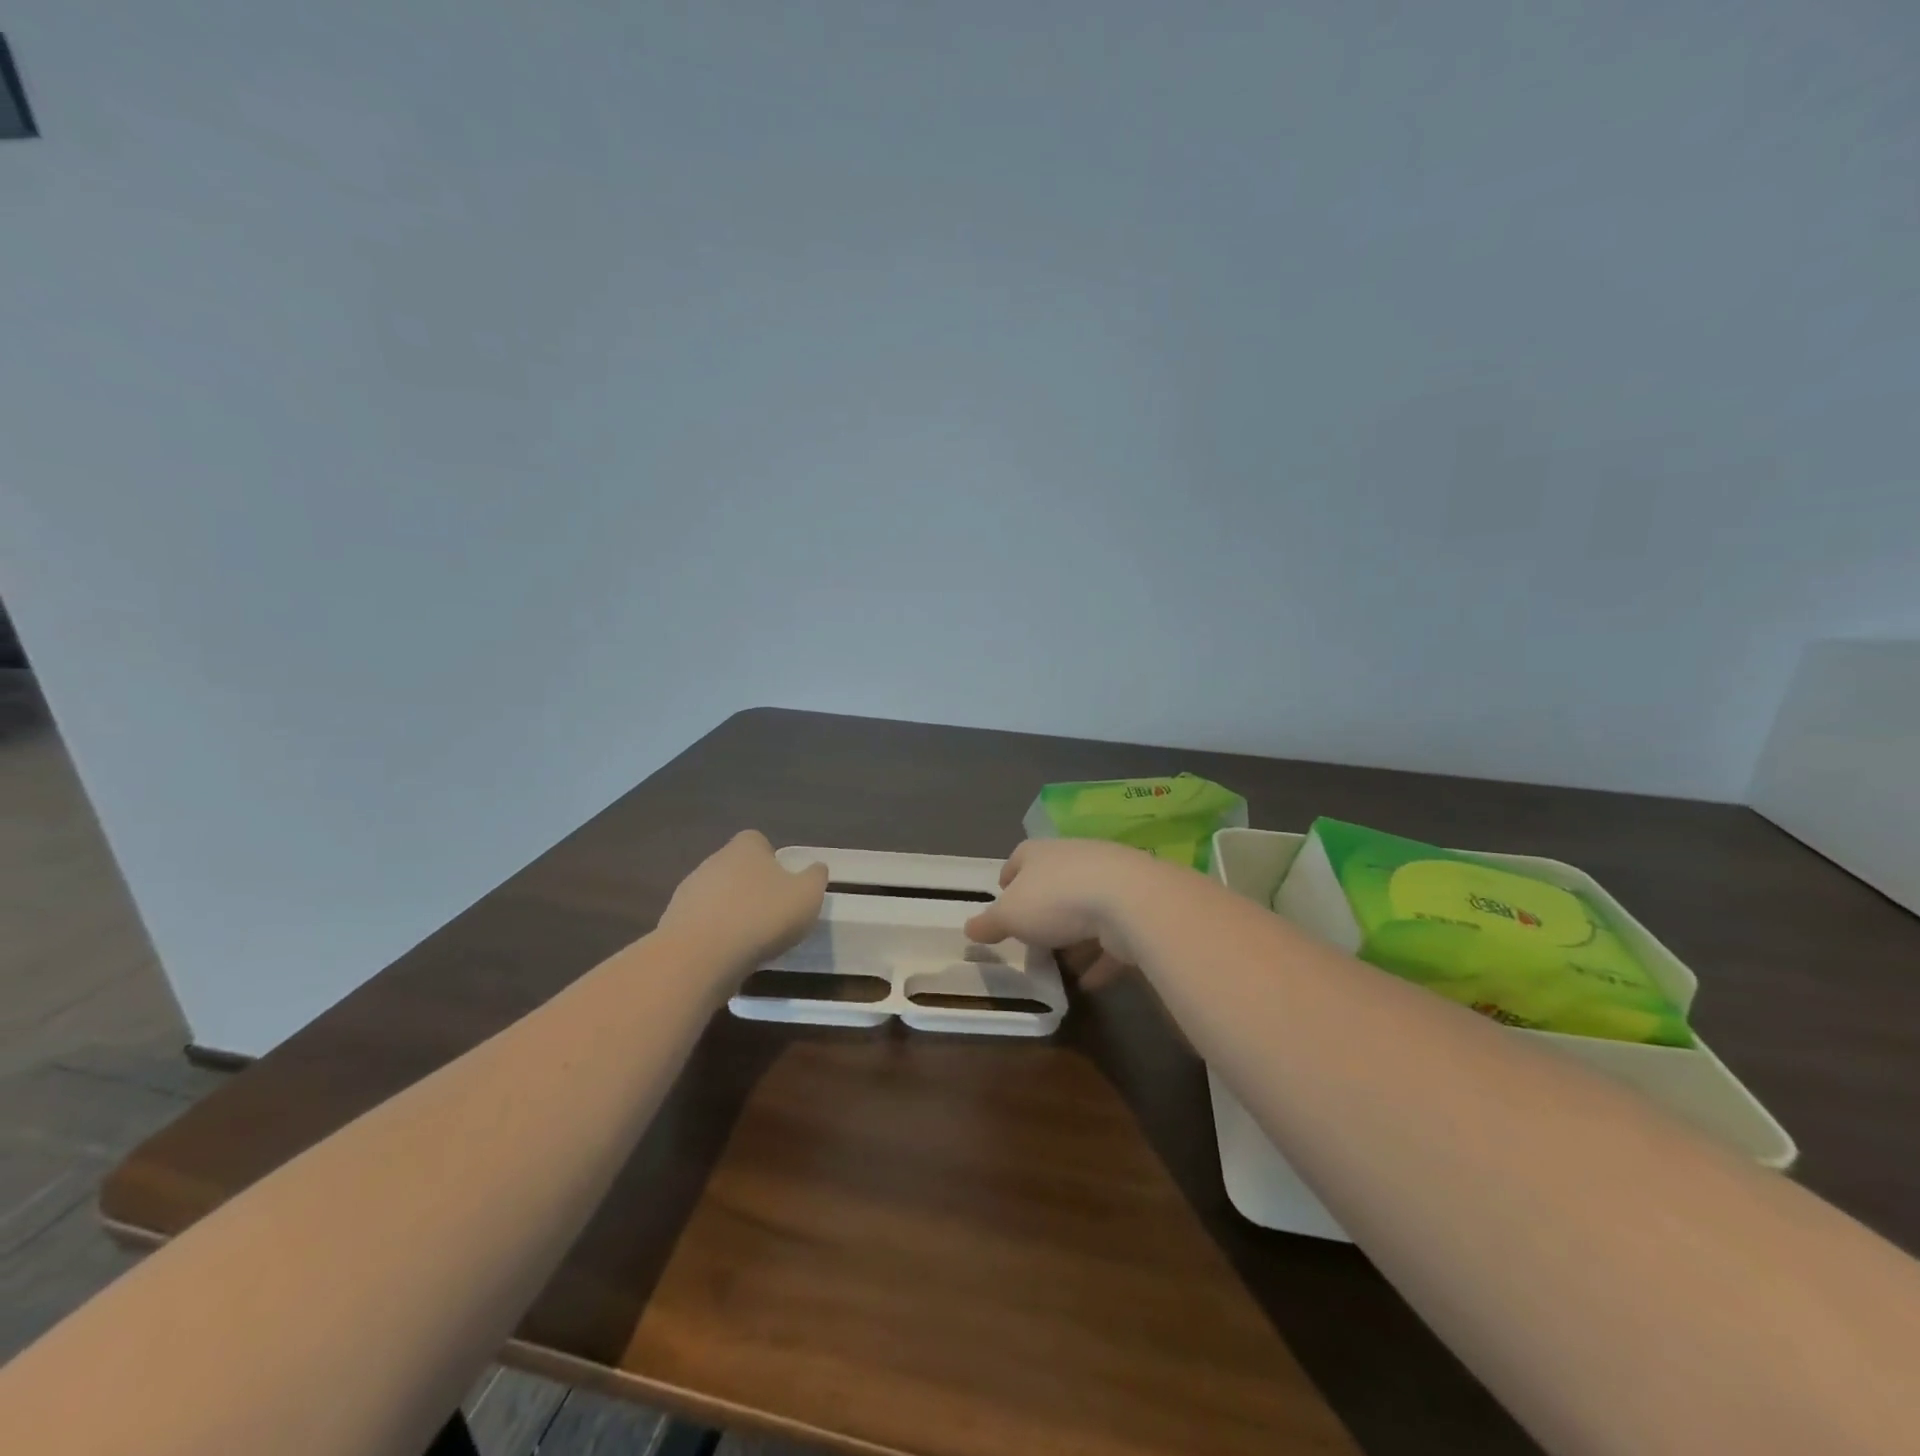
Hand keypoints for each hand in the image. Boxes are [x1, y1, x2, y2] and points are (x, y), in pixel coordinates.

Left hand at [657, 830, 827, 971]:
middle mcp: (713, 861)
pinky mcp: (673, 923)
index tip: (784, 883)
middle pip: (736, 868)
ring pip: (716, 896)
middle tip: (771, 914)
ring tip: (750, 940)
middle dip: (751, 887)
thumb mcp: (807, 895)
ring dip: (731, 912)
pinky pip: (701, 923)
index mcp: (745, 848)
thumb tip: (815, 869)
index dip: (772, 859)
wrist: (699, 957)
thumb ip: (815, 877)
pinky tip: (726, 955)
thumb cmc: (761, 917)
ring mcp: (688, 892)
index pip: (757, 841)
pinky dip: (713, 935)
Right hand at [964, 839, 1162, 986]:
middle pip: (1053, 882)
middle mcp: (1074, 859)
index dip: (1009, 878)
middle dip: (1042, 909)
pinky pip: (1111, 936)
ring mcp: (1109, 881)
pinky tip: (1089, 982)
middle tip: (1030, 936)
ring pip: (1085, 909)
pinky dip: (1099, 958)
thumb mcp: (1011, 915)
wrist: (1129, 900)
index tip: (1002, 897)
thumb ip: (990, 923)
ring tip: (1061, 964)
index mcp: (1040, 853)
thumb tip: (969, 928)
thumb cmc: (1056, 900)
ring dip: (1074, 936)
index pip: (1019, 858)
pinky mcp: (1134, 908)